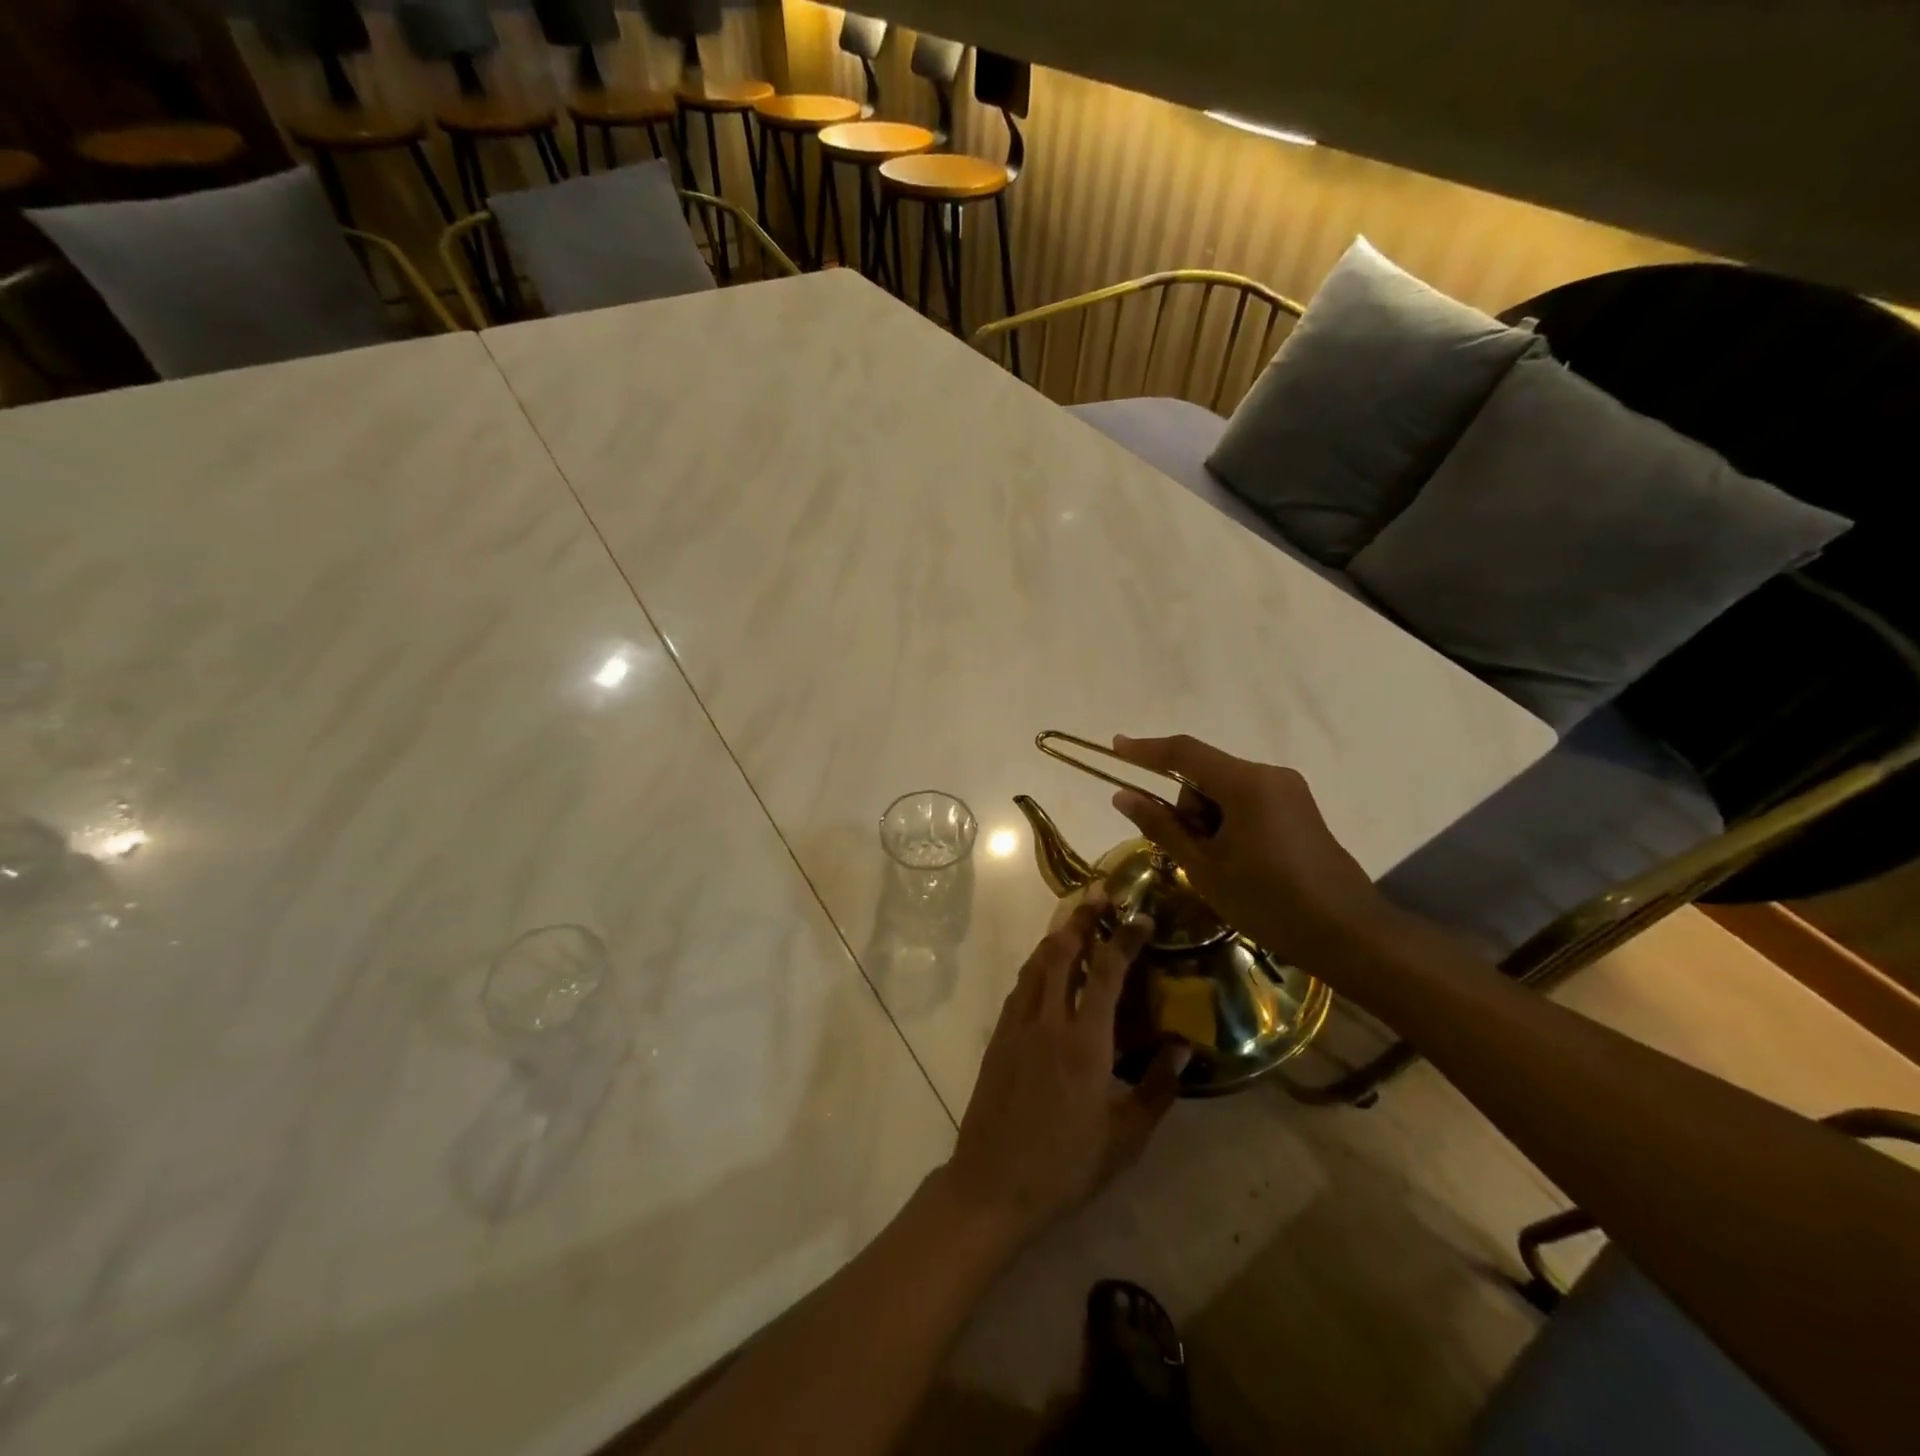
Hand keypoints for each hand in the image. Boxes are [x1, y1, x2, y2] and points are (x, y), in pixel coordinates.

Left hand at [939, 902, 1188, 1246]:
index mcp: (1084, 1042)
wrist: (994, 1184)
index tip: (1140, 916)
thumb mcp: (1126, 1137)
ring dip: (1056, 936)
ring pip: (1035, 964)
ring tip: (1074, 920)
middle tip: (1099, 895)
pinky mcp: (998, 1038)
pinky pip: (1019, 987)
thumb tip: (1183, 1046)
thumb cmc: (1067, 1165)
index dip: (1124, 939)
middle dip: (1081, 918)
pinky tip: (1045, 969)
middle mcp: (1047, 1021)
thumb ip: (1157, 1087)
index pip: (1105, 973)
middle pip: (1061, 952)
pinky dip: (1036, 966)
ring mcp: (1017, 1026)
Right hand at [1108, 733, 1389, 966]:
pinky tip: (1237, 861)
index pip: (1184, 753)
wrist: (1347, 933)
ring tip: (1219, 867)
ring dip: (1208, 820)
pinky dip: (1228, 823)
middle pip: (1204, 775)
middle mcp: (1269, 775)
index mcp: (1245, 783)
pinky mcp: (1297, 809)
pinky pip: (1246, 803)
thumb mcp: (1204, 867)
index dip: (1145, 750)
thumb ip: (1162, 826)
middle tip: (1190, 855)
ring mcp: (1288, 791)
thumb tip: (1123, 796)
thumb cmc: (1268, 901)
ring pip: (1224, 791)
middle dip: (1186, 808)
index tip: (1115, 746)